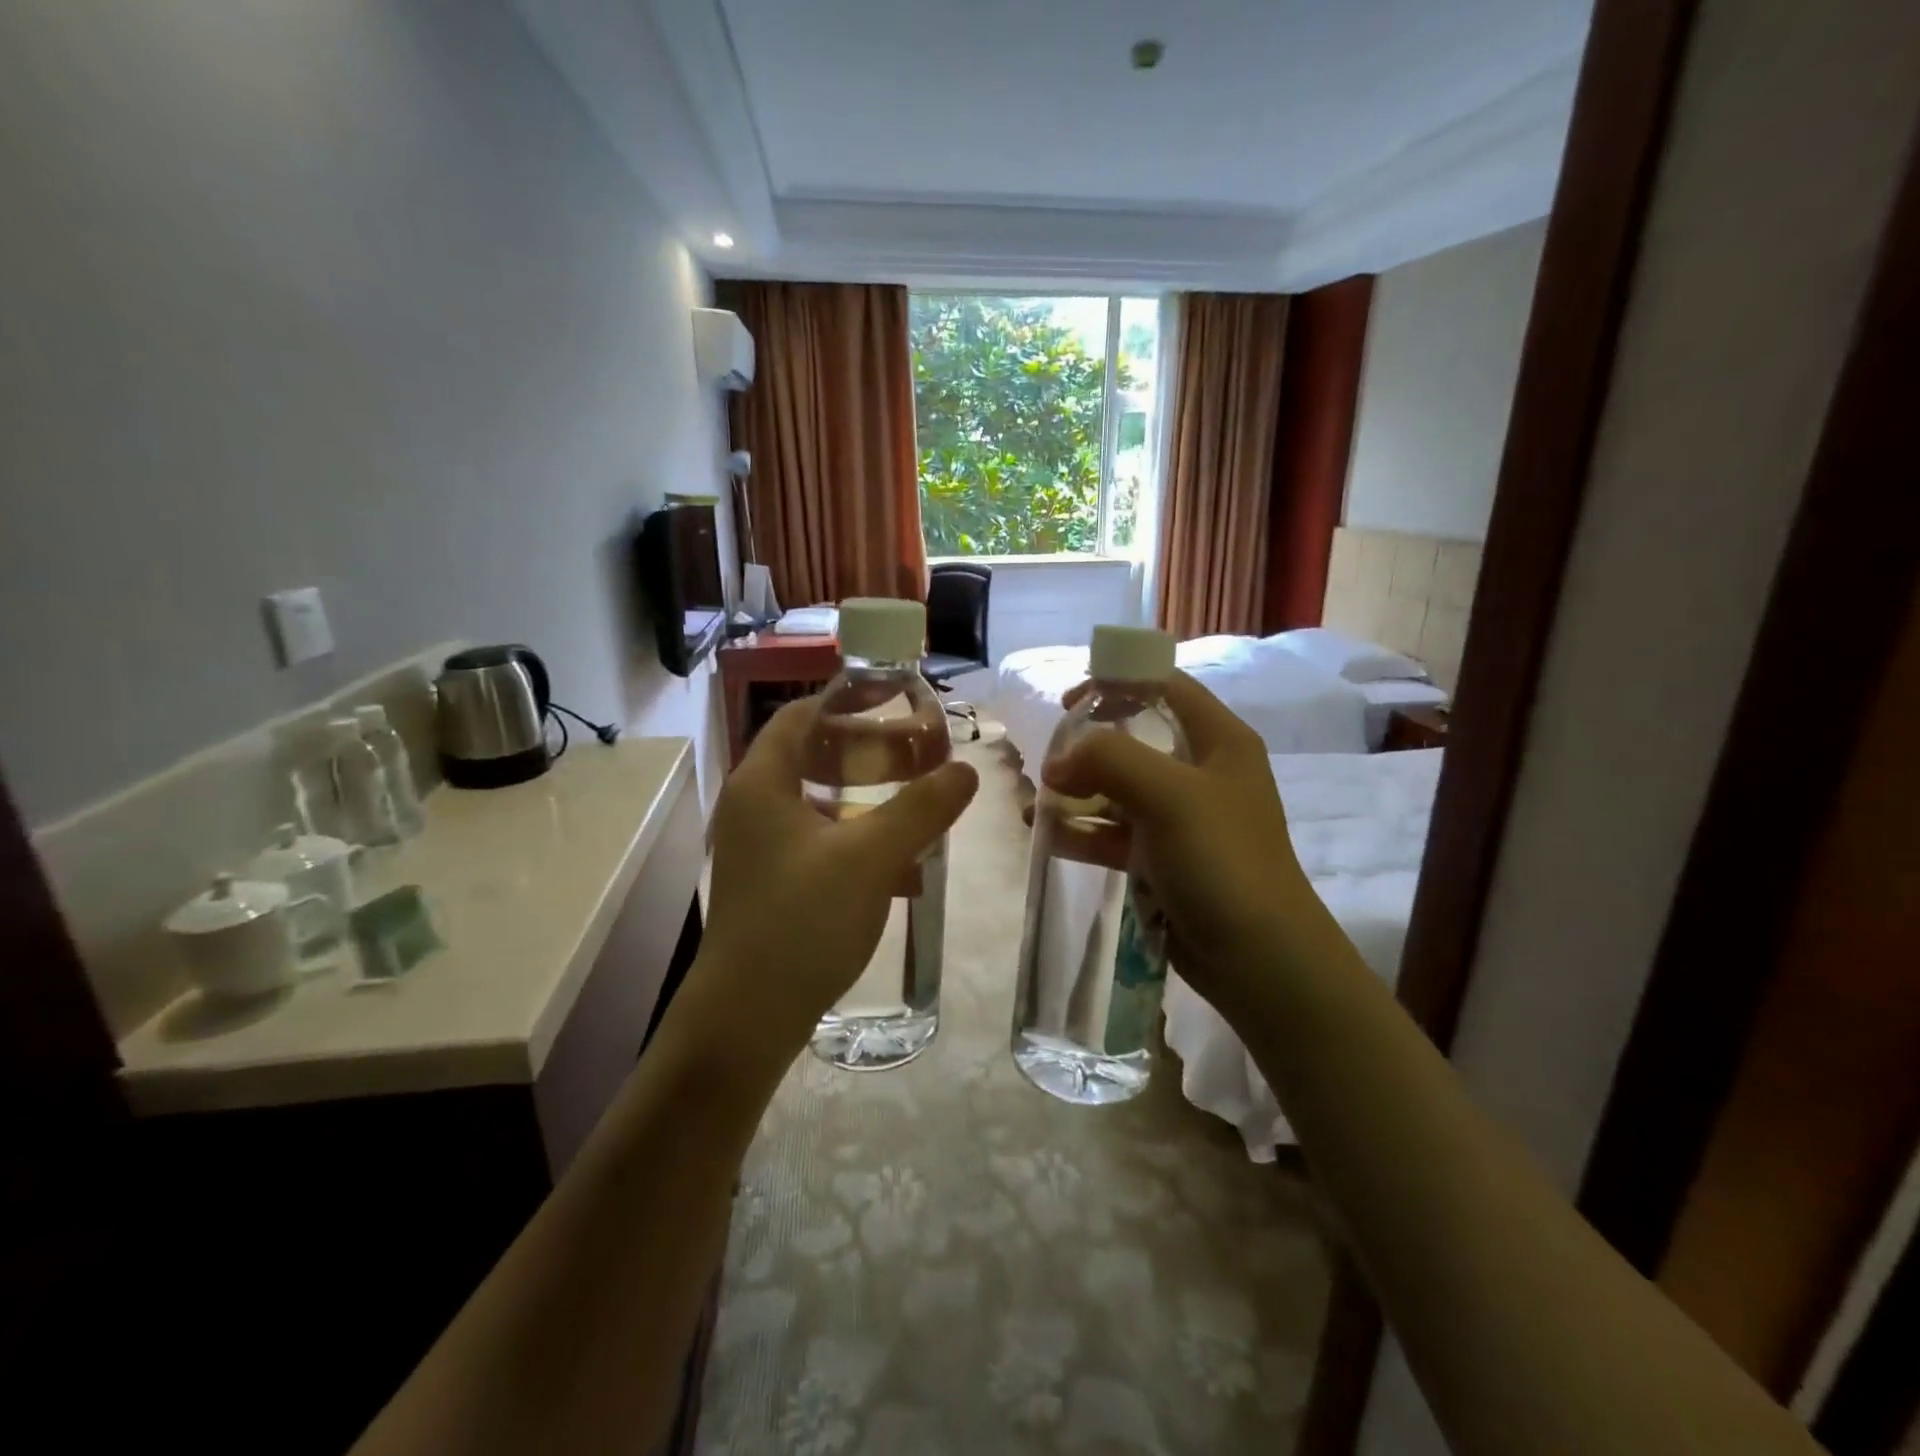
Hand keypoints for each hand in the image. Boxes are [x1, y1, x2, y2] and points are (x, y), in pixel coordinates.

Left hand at [692, 698, 978, 1067]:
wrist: (748, 1016)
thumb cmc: (802, 920)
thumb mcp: (871, 857)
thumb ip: (921, 808)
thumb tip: (965, 770)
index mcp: (762, 783)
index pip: (801, 715)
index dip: (846, 700)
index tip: (894, 698)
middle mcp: (751, 806)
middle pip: (810, 755)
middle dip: (866, 750)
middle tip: (917, 751)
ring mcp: (758, 848)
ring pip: (817, 802)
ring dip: (865, 797)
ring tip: (915, 802)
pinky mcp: (769, 883)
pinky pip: (817, 841)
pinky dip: (855, 838)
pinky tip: (898, 865)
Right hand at [1041, 671, 1329, 1019]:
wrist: (1258, 959)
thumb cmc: (1222, 861)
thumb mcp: (1169, 795)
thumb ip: (1109, 760)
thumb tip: (1057, 764)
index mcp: (1217, 740)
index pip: (1163, 687)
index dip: (1115, 683)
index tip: (1067, 704)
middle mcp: (1201, 771)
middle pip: (1134, 738)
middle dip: (1085, 747)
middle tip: (1047, 764)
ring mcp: (1181, 818)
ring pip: (1118, 789)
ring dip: (1077, 793)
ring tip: (1034, 805)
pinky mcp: (1164, 857)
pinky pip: (1115, 832)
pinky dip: (1083, 831)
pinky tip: (1048, 836)